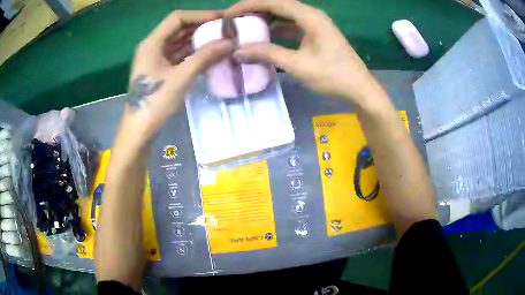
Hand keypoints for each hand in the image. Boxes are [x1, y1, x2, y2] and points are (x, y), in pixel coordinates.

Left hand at [121, 10, 233, 145]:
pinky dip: (193, 52)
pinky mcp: (159, 69)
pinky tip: (208, 53)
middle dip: (201, 26)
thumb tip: (231, 42)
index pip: (178, 18)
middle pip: (178, 28)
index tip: (221, 18)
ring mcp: (155, 58)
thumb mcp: (182, 77)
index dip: (200, 15)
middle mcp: (152, 46)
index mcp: (152, 43)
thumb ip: (206, 56)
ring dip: (198, 39)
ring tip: (220, 39)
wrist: (139, 130)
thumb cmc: (155, 102)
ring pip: (179, 41)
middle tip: (224, 29)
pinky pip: (178, 54)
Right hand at [225, 0, 382, 104]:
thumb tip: (238, 51)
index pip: (274, 2)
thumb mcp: (298, 65)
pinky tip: (263, 37)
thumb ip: (267, 54)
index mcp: (310, 16)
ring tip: (244, 27)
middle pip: (278, 6)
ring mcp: (315, 24)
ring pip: (284, 15)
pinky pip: (291, 26)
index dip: (249, 5)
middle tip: (233, 21)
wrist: (360, 89)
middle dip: (254, 11)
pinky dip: (276, 30)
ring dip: (265, 20)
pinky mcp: (315, 34)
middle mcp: (312, 15)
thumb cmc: (333, 76)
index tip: (229, 14)